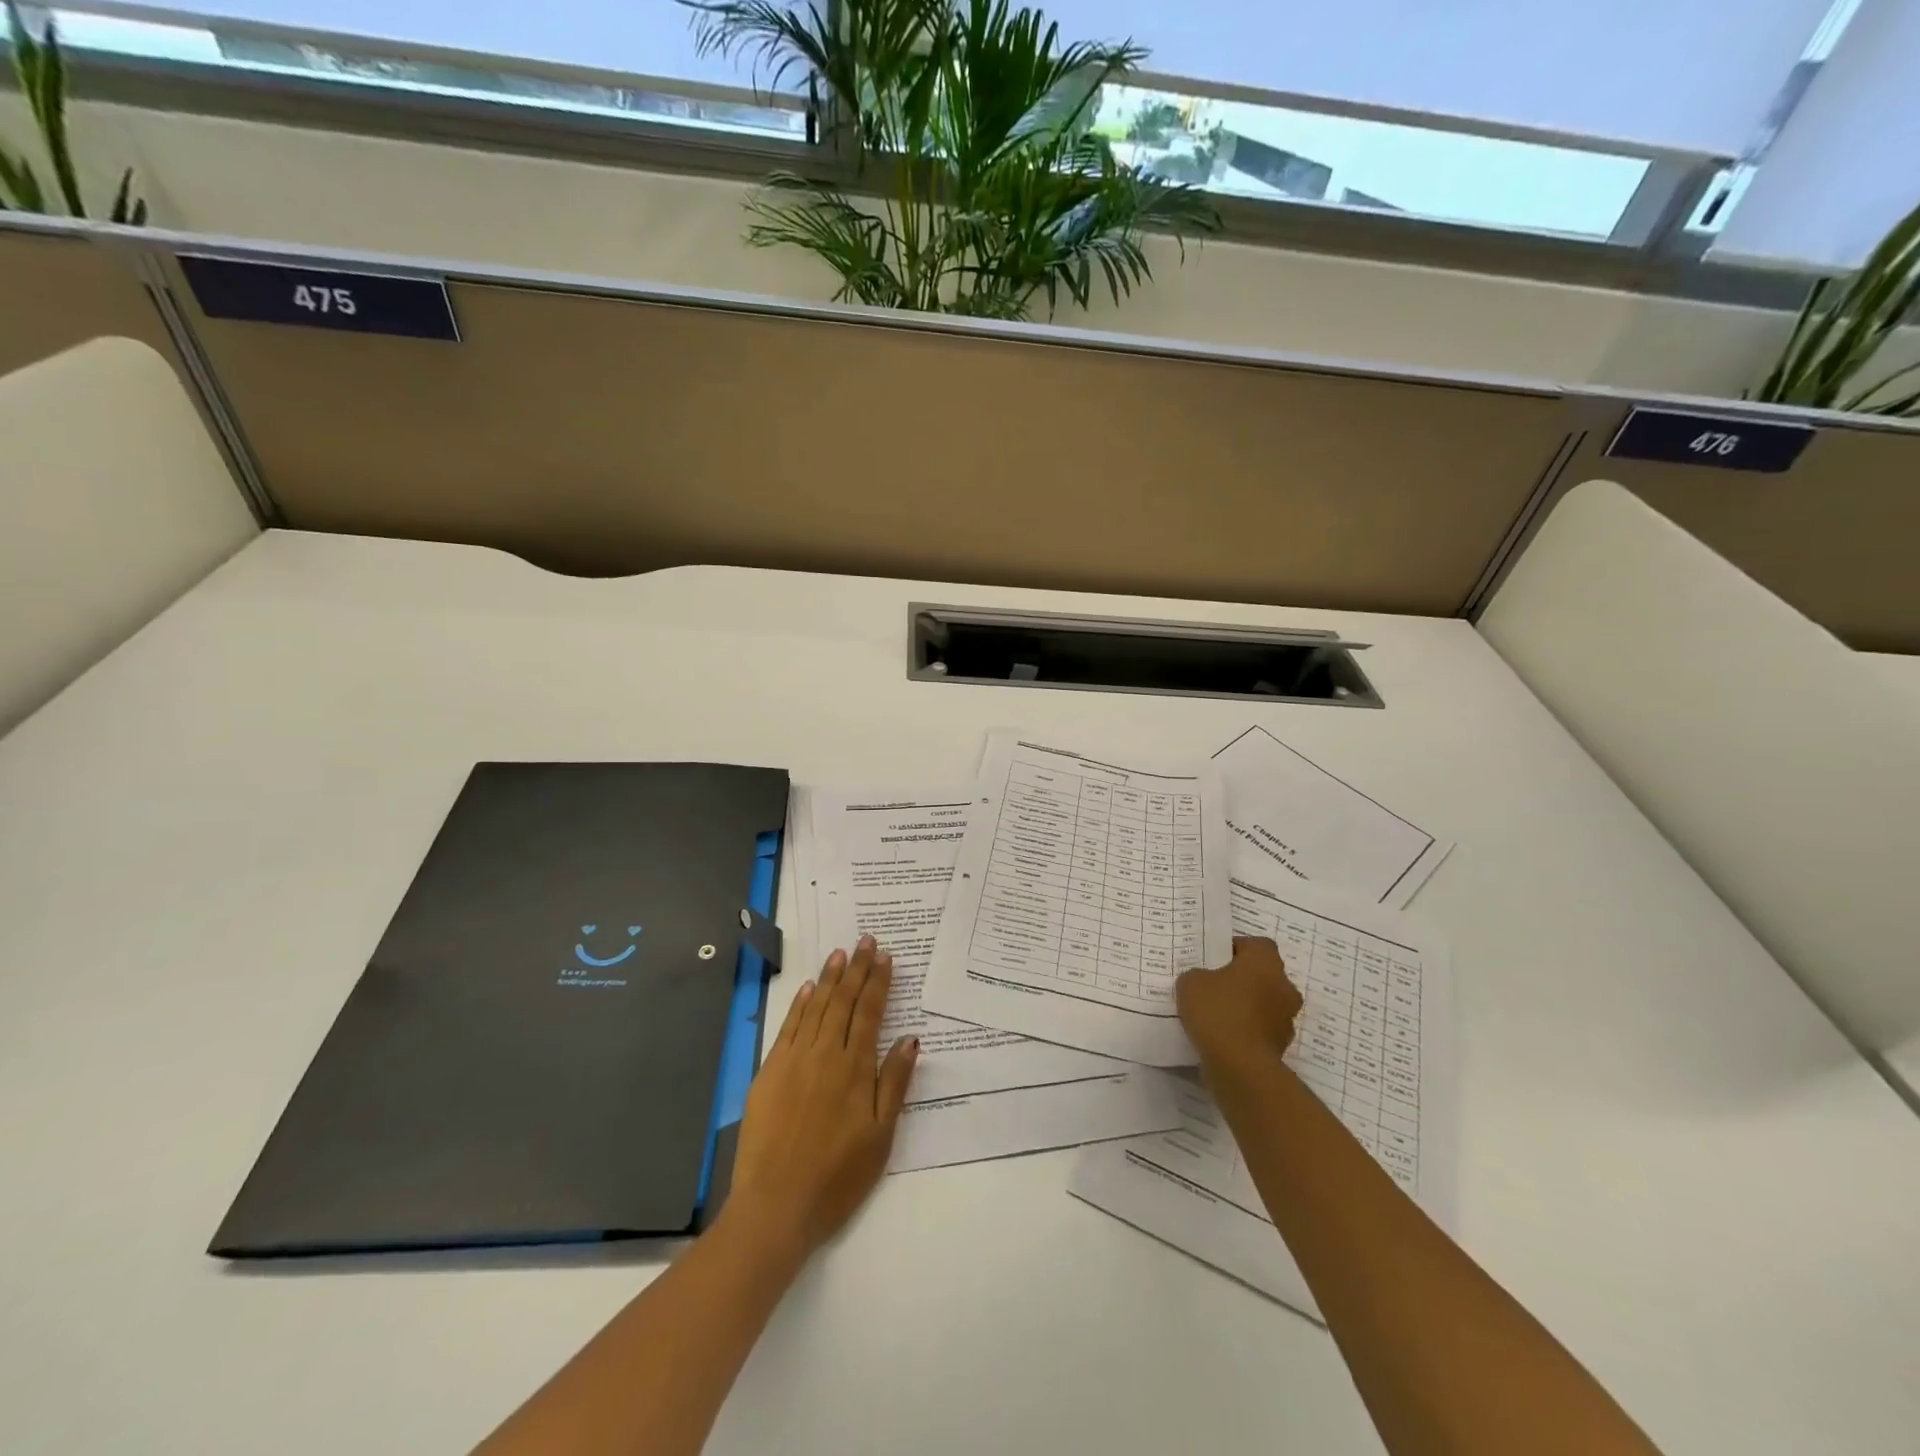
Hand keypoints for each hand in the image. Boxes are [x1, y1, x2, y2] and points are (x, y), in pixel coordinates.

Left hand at [724, 936, 918, 1261]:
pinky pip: (789, 1027)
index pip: (870, 1012)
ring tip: (840, 953)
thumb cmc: (837, 1177)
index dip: (878, 982)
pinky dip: (800, 1004)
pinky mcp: (769, 1072)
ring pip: (816, 1007)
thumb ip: (894, 1083)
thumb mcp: (880, 1136)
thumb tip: (910, 1038)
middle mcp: (825, 1054)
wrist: (775, 1206)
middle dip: (856, 969)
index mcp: (855, 1068)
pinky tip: (809, 989)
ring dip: (830, 978)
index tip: (885, 956)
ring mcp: (794, 1060)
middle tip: (866, 941)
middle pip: (843, 1001)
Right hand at [1176, 935, 1303, 1075]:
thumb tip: (1205, 981)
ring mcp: (1286, 1019)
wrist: (1240, 1067)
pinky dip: (1245, 1030)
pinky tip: (1221, 1036)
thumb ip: (1198, 975)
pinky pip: (1260, 1029)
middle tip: (1214, 985)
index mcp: (1265, 962)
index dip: (1235, 948)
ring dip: (1246, 1006)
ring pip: (1263, 1003)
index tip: (1214, 958)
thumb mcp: (1191, 982)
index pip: (1256, 944)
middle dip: (1242, 979)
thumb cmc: (1218, 1012)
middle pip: (1263, 975)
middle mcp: (1284, 987)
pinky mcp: (1280, 1046)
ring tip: (1215, 1014)